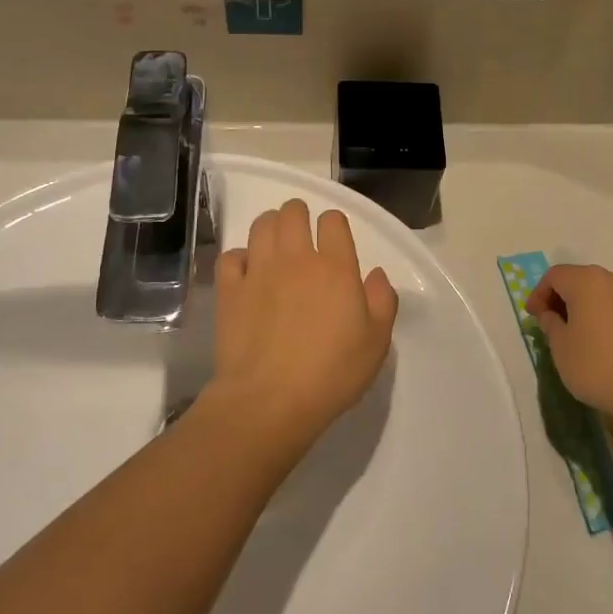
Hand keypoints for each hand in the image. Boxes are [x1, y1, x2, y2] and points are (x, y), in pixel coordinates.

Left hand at [210, 199, 397, 442]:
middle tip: (303, 234)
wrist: (269, 401)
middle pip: (293, 212)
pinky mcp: (230, 291)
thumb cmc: (331, 373)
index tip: (335, 241)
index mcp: (335, 268)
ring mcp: (258, 272)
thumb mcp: (376, 343)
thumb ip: (382, 301)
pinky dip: (240, 257)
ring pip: (261, 225)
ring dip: (271, 227)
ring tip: (276, 245)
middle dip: (299, 215)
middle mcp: (296, 259)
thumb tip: (375, 273)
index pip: (333, 221)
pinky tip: (248, 273)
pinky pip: (231, 256)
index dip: (335, 225)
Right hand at [525, 264, 612, 428]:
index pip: (555, 276)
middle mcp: (612, 280)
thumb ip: (551, 325)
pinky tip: (596, 341)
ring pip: (598, 293)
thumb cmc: (597, 364)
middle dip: (560, 299)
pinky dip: (600, 316)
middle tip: (549, 324)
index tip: (533, 317)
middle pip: (578, 280)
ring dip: (581, 308)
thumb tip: (551, 315)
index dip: (539, 294)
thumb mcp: (561, 347)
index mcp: (586, 281)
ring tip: (572, 335)